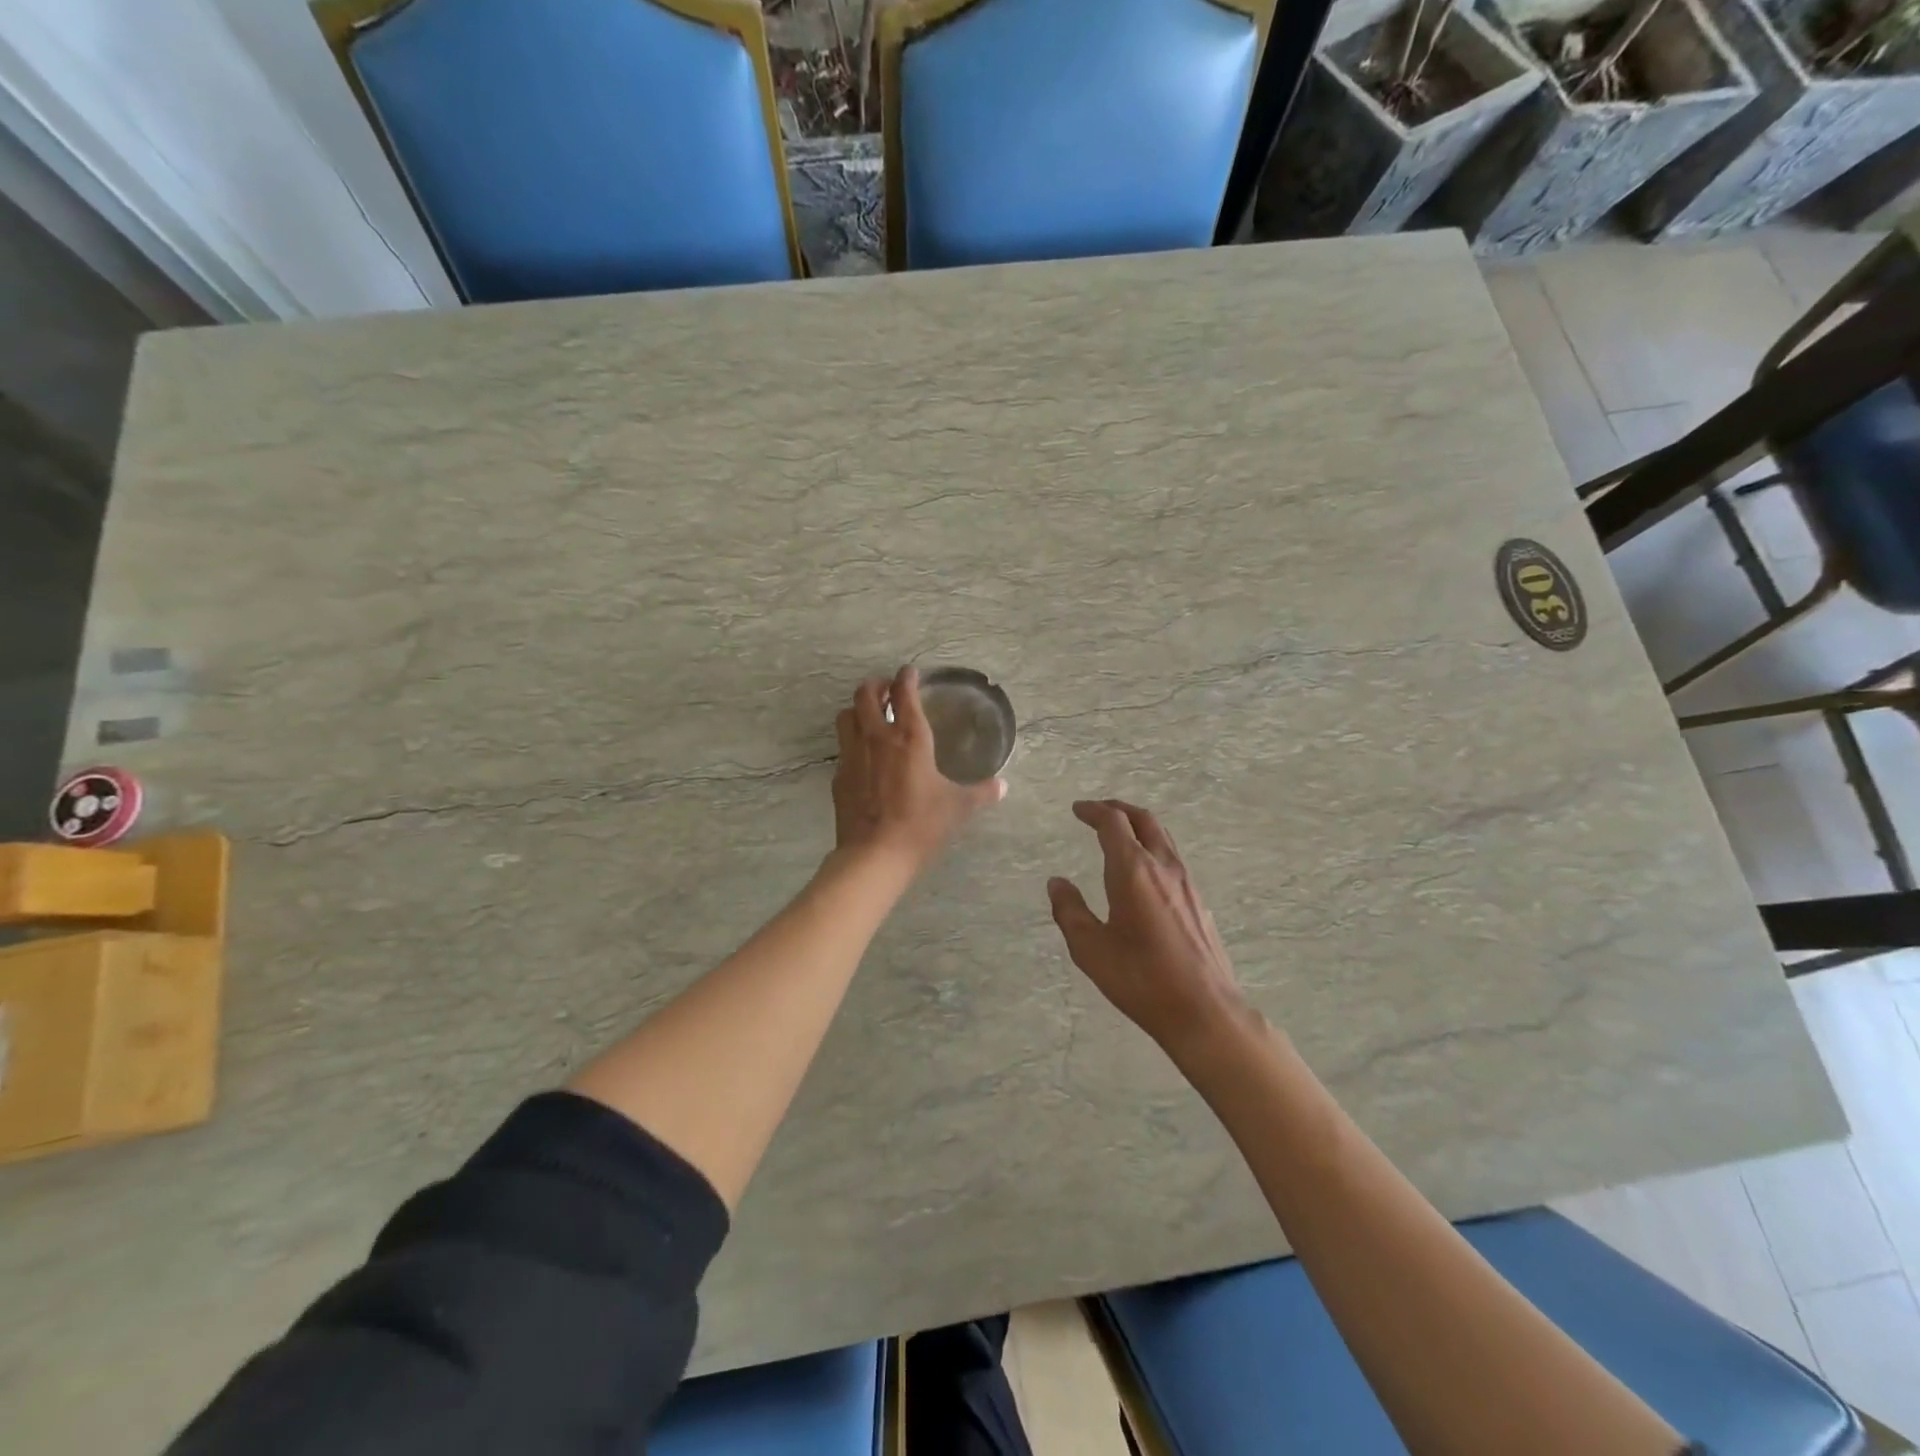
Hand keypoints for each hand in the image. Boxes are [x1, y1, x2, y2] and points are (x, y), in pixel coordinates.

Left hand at [833, 666, 1005, 874]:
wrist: (875, 854)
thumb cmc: (921, 824)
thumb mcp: (958, 807)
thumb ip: (981, 793)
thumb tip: (1002, 786)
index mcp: (910, 737)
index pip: (904, 692)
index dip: (907, 677)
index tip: (911, 673)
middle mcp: (877, 737)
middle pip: (866, 694)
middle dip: (876, 686)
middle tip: (887, 691)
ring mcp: (852, 755)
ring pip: (846, 716)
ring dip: (857, 709)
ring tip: (870, 717)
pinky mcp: (839, 777)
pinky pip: (842, 748)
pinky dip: (852, 743)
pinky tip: (863, 758)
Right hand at [1048, 800, 1249, 1055]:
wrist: (1205, 1010)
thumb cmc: (1141, 979)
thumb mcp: (1091, 949)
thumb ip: (1070, 911)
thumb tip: (1056, 883)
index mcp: (1133, 870)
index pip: (1113, 822)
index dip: (1093, 810)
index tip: (1077, 810)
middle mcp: (1163, 866)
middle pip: (1143, 819)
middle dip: (1118, 809)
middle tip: (1097, 812)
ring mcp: (1186, 882)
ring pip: (1162, 836)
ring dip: (1138, 826)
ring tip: (1118, 835)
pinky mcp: (1198, 900)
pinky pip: (1172, 857)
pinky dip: (1152, 846)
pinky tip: (1142, 870)